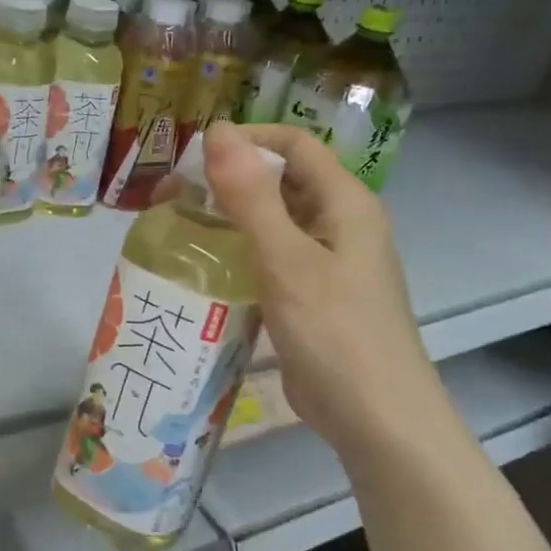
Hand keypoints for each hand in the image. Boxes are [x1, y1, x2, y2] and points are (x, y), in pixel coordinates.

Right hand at [201, 122, 456, 463]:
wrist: (378, 419)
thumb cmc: (335, 333)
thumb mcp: (286, 259)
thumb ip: (251, 195)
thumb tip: (218, 130)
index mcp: (345, 202)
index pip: (293, 143)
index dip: (245, 140)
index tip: (192, 160)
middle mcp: (340, 222)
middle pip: (282, 179)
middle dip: (228, 180)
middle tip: (173, 198)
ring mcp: (329, 261)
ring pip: (274, 219)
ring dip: (230, 217)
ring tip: (179, 228)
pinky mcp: (314, 294)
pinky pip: (273, 256)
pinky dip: (240, 251)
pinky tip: (206, 268)